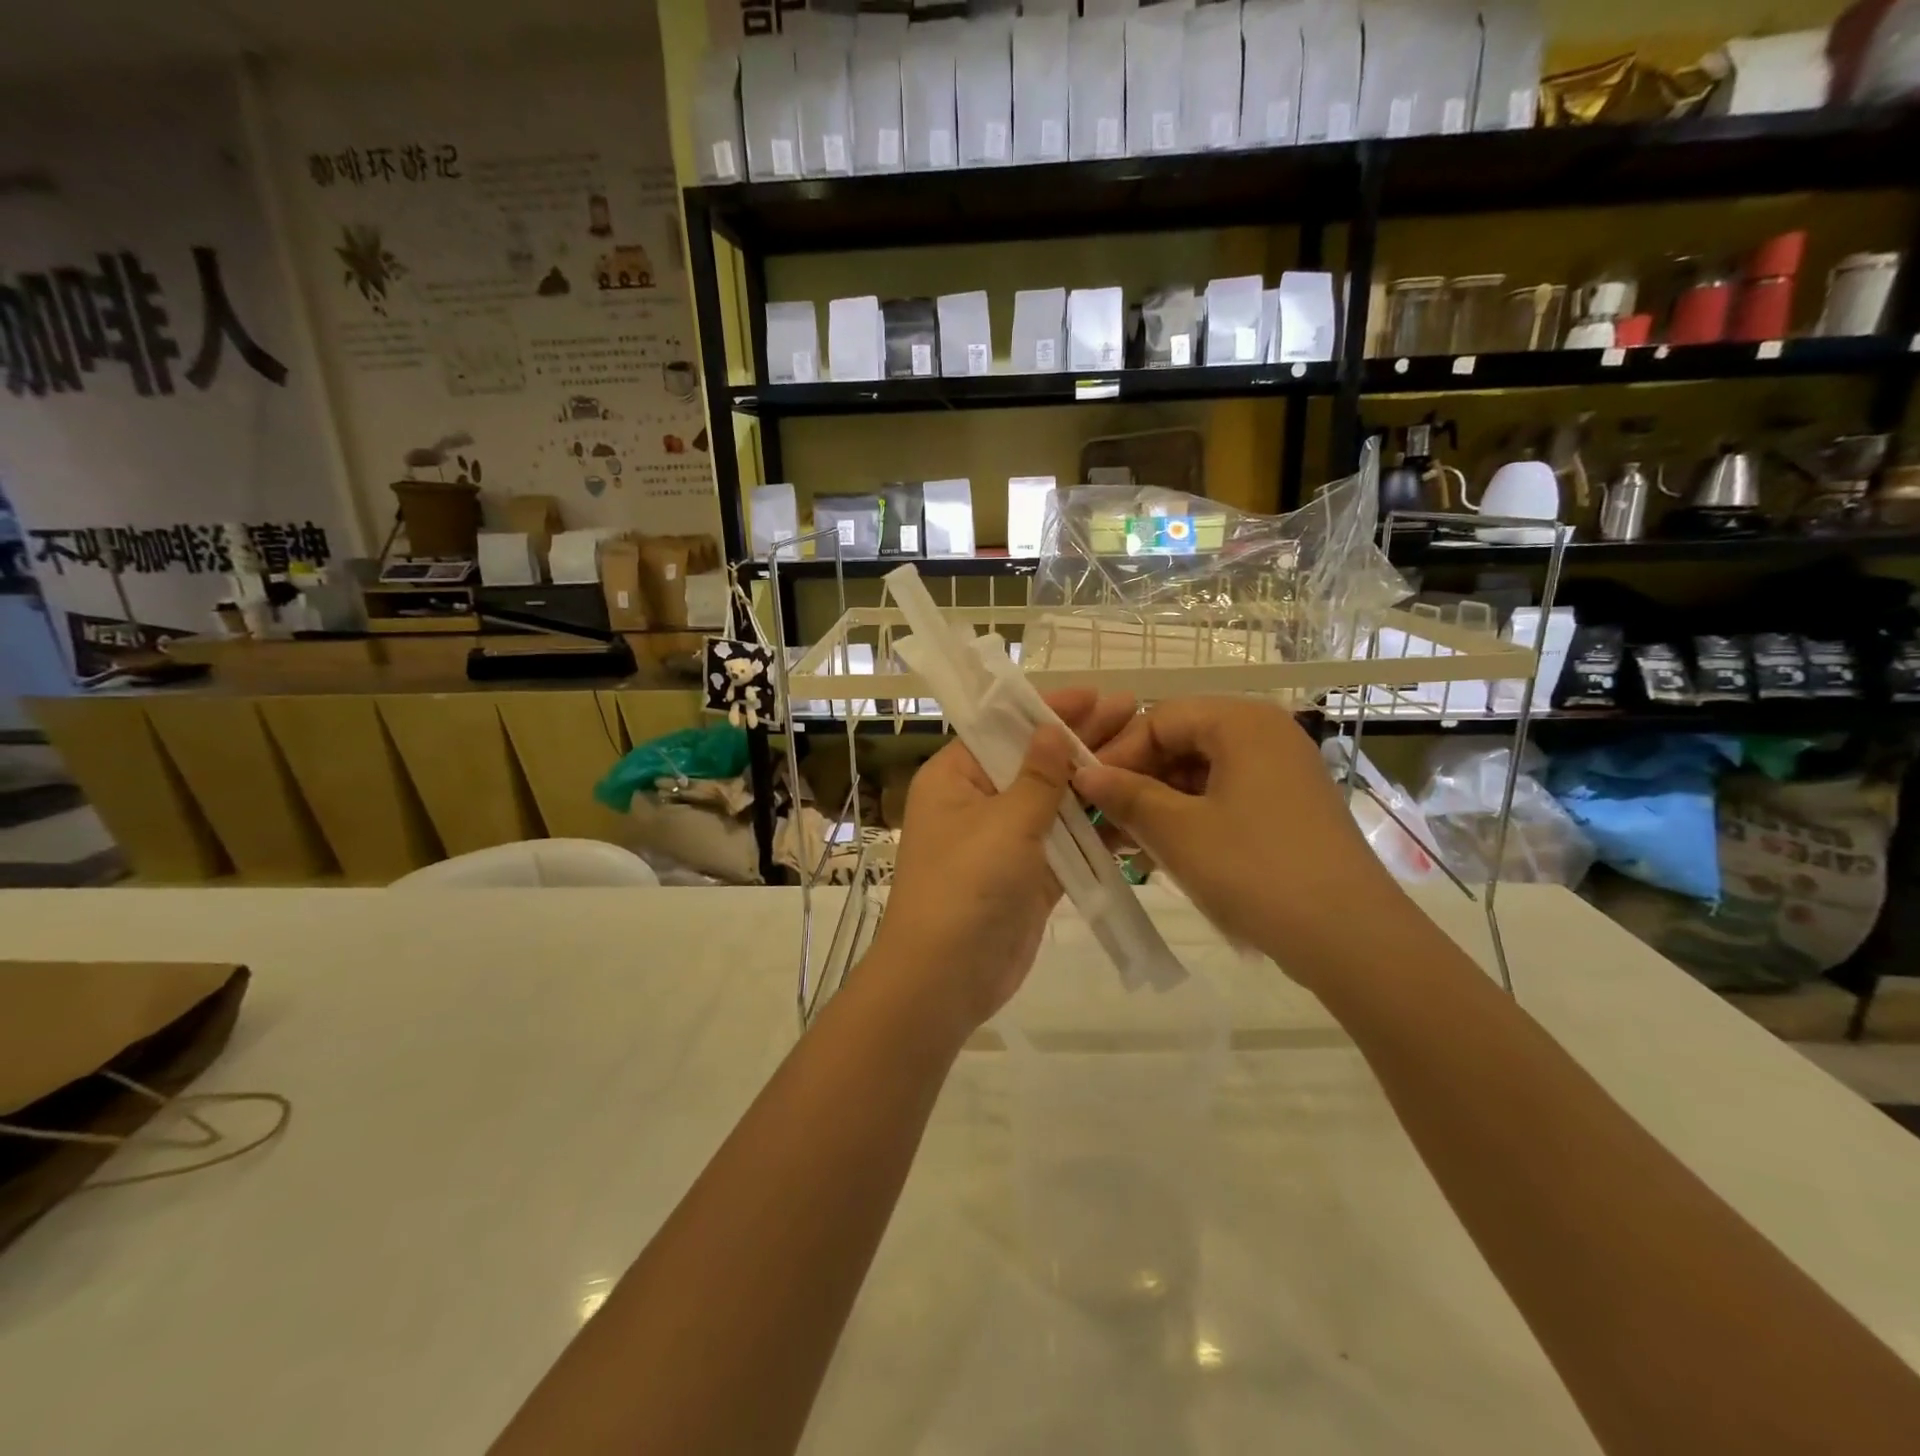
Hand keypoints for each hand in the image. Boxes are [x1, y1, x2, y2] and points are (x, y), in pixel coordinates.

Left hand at [869, 689, 1137, 1036]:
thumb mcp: (1004, 822)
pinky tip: (1135, 810)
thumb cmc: (966, 887)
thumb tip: (1051, 729)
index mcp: (955, 778)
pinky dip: (1096, 830)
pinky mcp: (1030, 876)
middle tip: (1135, 714)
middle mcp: (978, 803)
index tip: (1096, 694)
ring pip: (1055, 803)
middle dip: (1082, 740)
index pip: (1004, 730)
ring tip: (1145, 754)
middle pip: (1035, 762)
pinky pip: (1066, 843)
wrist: (945, 980)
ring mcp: (1005, 842)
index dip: (1050, 710)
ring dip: (1095, 783)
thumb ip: (1038, 776)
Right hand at [1073, 697, 1409, 986]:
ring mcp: (1280, 773)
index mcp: (1241, 722)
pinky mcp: (1287, 809)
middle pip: (1180, 743)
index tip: (1085, 792)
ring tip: (1124, 845)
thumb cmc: (1255, 870)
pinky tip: (1159, 856)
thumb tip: (1084, 775)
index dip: (1116, 753)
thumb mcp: (1178, 831)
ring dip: (1157, 805)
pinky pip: (1223, 799)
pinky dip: (1188, 820)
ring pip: (1199, 775)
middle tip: (1101, 821)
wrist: (1352, 940)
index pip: (1158, 718)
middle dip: (1136, 782)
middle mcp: (1265, 734)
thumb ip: (1126, 795)